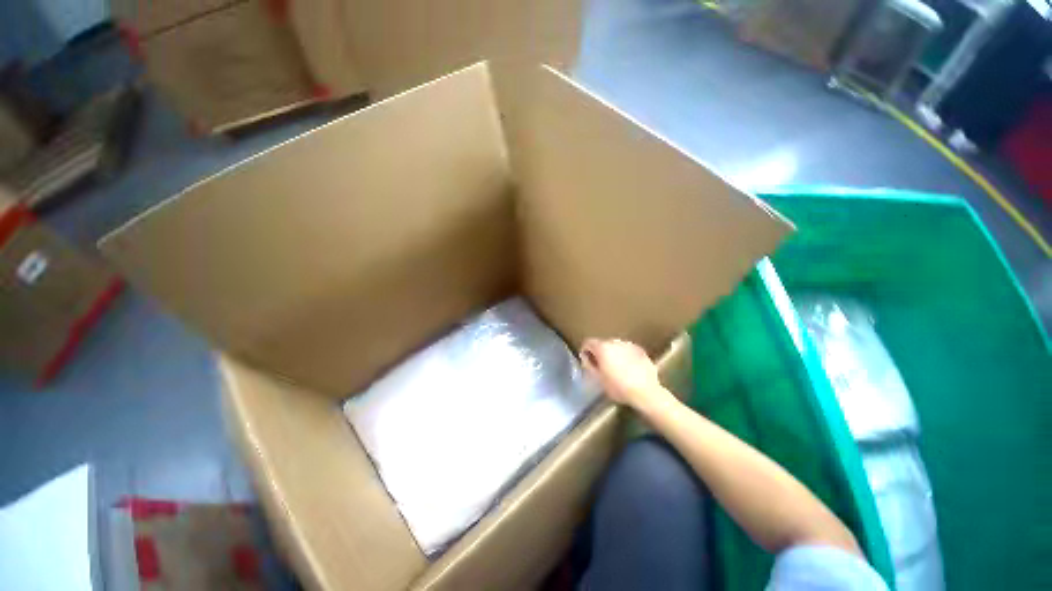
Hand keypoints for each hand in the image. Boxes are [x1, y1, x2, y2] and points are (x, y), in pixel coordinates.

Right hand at [579, 338, 662, 408]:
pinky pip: (627, 350)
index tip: (587, 361)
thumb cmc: (618, 387)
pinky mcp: (640, 350)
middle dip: (600, 353)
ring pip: (615, 346)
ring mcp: (629, 345)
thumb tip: (585, 357)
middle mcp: (615, 342)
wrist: (646, 392)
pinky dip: (624, 356)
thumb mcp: (598, 379)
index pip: (588, 342)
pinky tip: (628, 368)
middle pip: (602, 344)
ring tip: (616, 368)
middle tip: (601, 366)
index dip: (585, 351)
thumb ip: (589, 365)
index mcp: (602, 347)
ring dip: (613, 354)